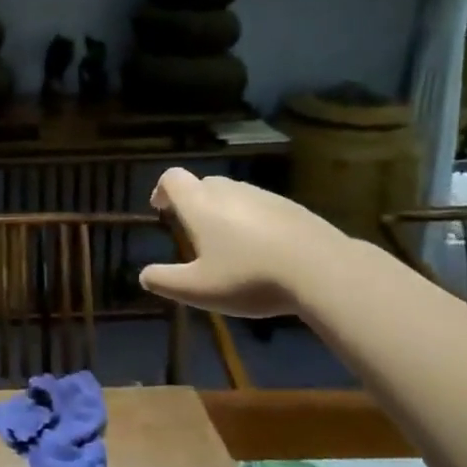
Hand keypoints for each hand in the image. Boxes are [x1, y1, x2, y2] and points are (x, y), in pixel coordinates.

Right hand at [139, 168, 349, 318]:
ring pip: (235, 195)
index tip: (161, 209)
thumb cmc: (248, 276)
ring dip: (225, 212)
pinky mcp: (292, 208)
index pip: (172, 178)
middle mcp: (229, 190)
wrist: (322, 270)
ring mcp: (264, 196)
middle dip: (194, 203)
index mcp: (200, 203)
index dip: (162, 190)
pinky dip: (254, 222)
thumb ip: (165, 281)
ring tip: (230, 246)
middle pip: (204, 184)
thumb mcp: (198, 289)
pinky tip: (264, 252)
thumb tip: (144, 276)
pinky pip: (262, 208)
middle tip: (194, 233)